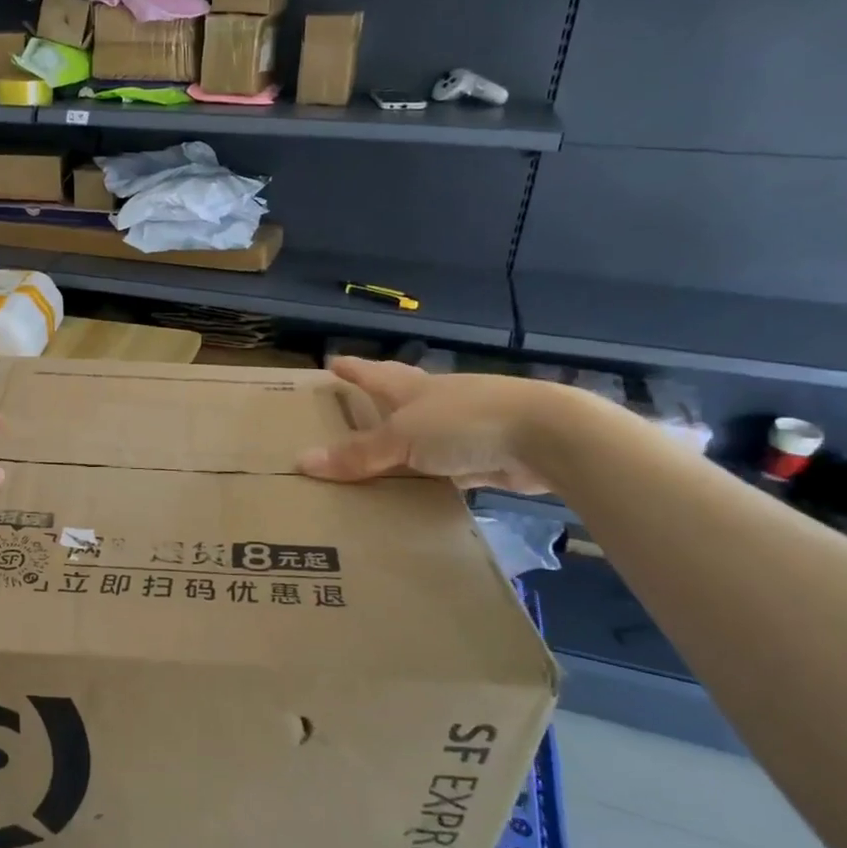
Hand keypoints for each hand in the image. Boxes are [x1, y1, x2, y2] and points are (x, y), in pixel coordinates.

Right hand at [299, 356, 564, 493]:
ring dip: (403, 443)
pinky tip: (418, 486)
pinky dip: (428, 474)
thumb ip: (357, 454)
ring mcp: (464, 430)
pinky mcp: (485, 458)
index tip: (332, 361)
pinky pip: (444, 468)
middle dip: (378, 400)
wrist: (545, 437)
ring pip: (423, 436)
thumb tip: (301, 462)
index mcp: (414, 389)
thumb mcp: (402, 438)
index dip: (354, 369)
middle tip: (355, 403)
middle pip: (401, 399)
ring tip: (377, 455)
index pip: (375, 375)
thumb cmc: (464, 422)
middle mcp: (437, 404)